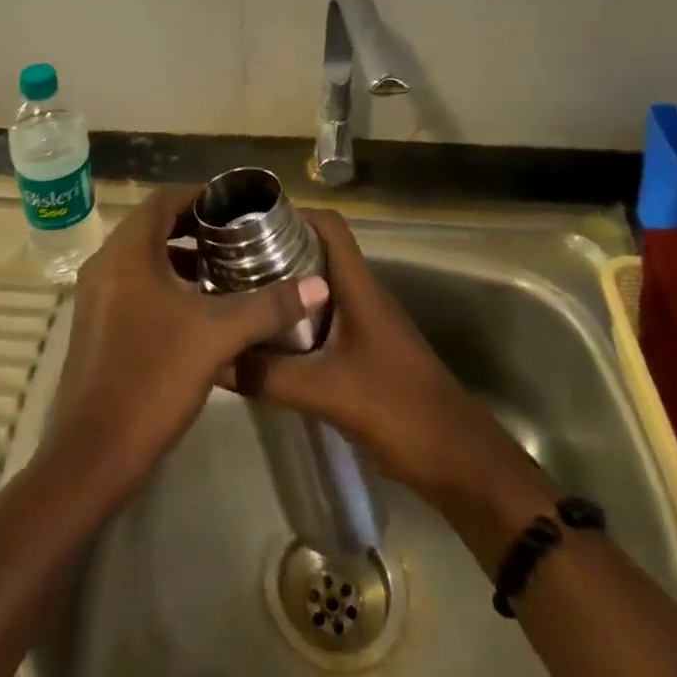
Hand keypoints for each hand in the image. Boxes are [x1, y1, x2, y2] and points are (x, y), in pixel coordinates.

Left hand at [50, 185, 328, 491]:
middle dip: (194, 226)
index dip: (201, 195)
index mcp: (127, 252)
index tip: (237, 207)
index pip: (164, 199)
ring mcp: (96, 296)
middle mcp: (106, 263)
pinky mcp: (97, 325)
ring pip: (143, 258)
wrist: (93, 454)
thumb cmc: (152, 378)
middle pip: (153, 225)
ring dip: (180, 257)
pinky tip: (197, 310)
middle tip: (237, 237)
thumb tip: (318, 285)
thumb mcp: (217, 336)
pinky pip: (134, 284)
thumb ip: (267, 306)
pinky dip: (165, 283)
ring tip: (224, 270)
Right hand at [225, 208, 545, 514]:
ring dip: (284, 287)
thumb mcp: (327, 392)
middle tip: (230, 261)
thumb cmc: (399, 410)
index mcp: (359, 286)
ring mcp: (366, 323)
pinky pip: (324, 319)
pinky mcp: (365, 351)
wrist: (460, 462)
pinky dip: (296, 320)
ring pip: (319, 287)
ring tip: (240, 296)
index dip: (292, 213)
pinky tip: (268, 341)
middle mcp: (363, 294)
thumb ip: (269, 376)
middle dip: (276, 250)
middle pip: (318, 252)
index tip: (248, 222)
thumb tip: (216, 359)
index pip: (329, 225)